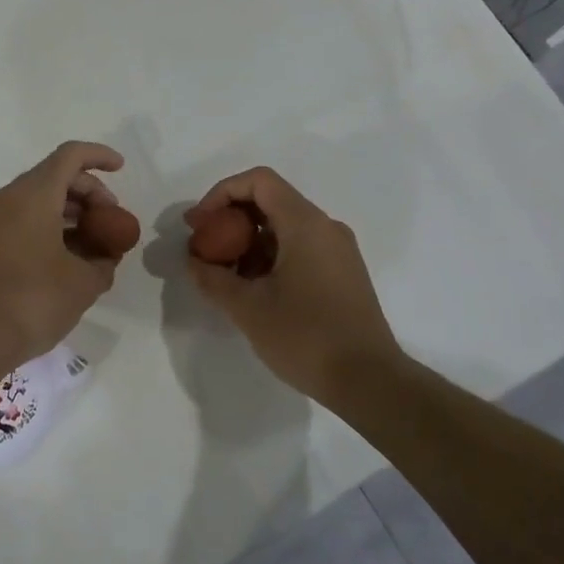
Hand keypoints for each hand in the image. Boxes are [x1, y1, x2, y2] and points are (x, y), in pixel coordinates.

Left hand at [0, 142, 126, 363]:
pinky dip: (49, 228)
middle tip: (110, 222)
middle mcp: (9, 198)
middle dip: (88, 192)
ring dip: (69, 213)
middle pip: (55, 176)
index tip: (121, 168)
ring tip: (94, 244)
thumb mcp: (84, 283)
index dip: (99, 156)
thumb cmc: (33, 300)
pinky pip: (22, 220)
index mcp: (34, 195)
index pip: (70, 156)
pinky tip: (67, 259)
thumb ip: (104, 261)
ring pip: (37, 200)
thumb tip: (106, 256)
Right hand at [185, 167, 401, 404]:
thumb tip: (194, 261)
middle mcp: (325, 227)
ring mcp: (338, 250)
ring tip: (224, 276)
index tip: (199, 226)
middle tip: (204, 250)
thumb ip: (213, 278)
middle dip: (231, 220)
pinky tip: (253, 289)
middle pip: (270, 201)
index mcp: (305, 224)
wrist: (370, 382)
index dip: (221, 194)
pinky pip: (299, 247)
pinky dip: (270, 256)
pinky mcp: (342, 273)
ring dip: (248, 242)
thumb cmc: (306, 337)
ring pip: (284, 227)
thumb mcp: (248, 309)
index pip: (259, 181)